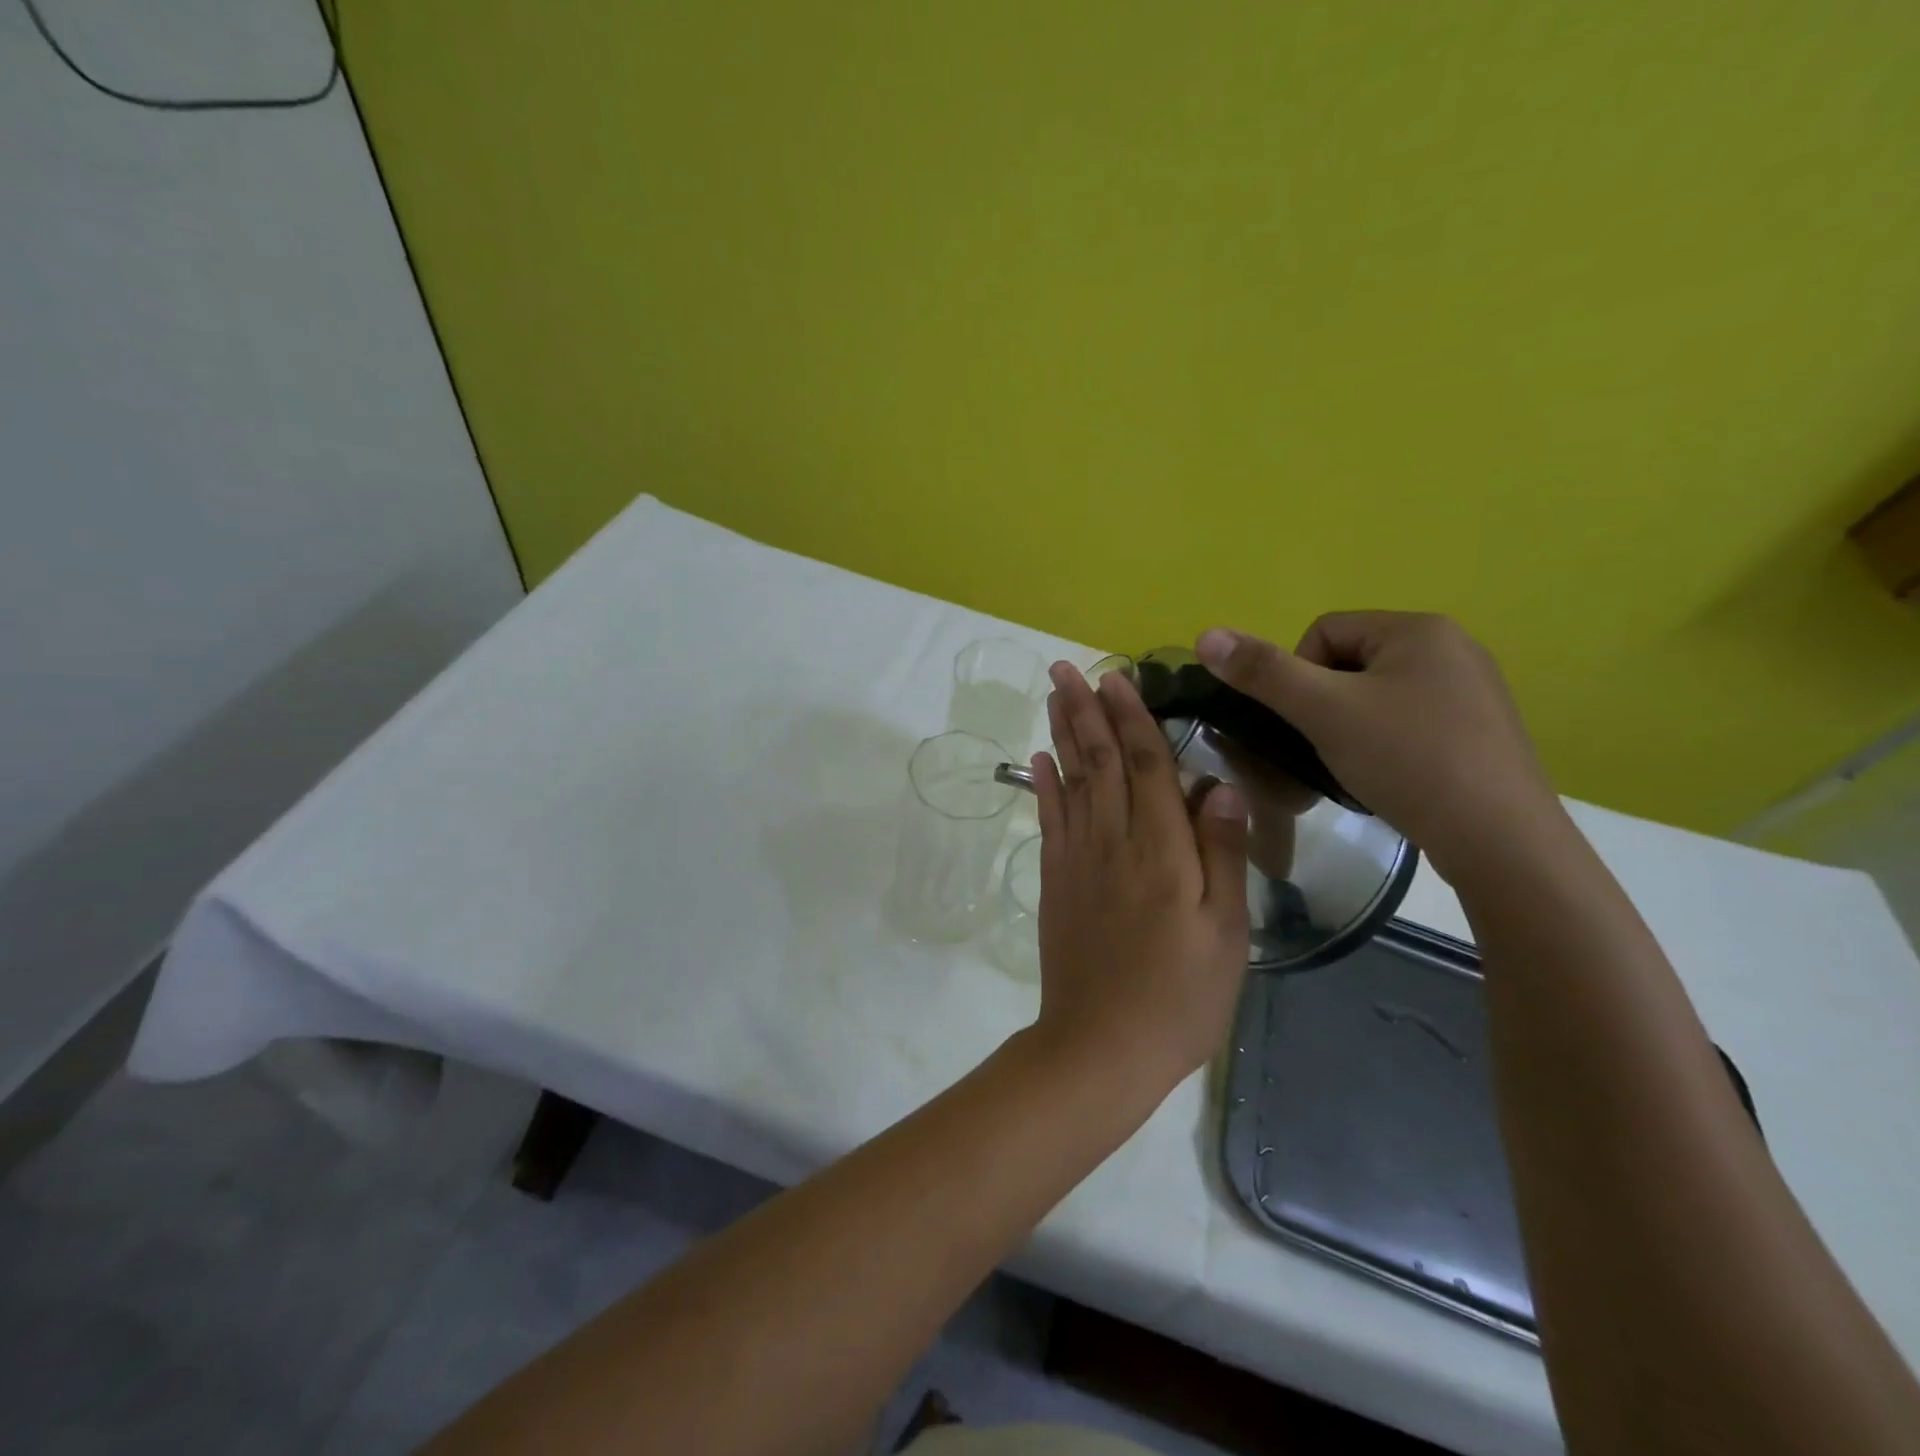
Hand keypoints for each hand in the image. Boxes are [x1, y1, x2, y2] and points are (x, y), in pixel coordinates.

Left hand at [1026, 662, 1249, 1090]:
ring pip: (1070, 780)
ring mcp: (1077, 858)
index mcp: (1161, 849)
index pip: (1145, 764)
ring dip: (1061, 733)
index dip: (1132, 717)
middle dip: (1085, 709)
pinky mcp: (1054, 880)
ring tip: (1053, 695)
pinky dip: (1043, 784)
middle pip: (1099, 760)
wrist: (1101, 1045)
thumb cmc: (1179, 995)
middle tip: (1067, 667)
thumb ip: (1221, 853)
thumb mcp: (1226, 932)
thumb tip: (1217, 783)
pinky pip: (1048, 819)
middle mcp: (1113, 840)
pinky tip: (1039, 759)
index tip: (1117, 677)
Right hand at [1194, 612, 1561, 882]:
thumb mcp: (1324, 712)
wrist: (1500, 840)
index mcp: (1418, 629)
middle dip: (1325, 705)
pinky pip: (1408, 721)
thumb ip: (1263, 672)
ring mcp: (1472, 690)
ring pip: (1376, 696)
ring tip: (1355, 767)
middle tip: (1327, 748)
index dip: (1297, 676)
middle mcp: (1452, 648)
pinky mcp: (1481, 731)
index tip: (1307, 722)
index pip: (1323, 631)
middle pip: (1348, 663)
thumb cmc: (1408, 760)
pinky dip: (1385, 744)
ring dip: (1350, 727)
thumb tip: (1205, 635)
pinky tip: (1389, 777)